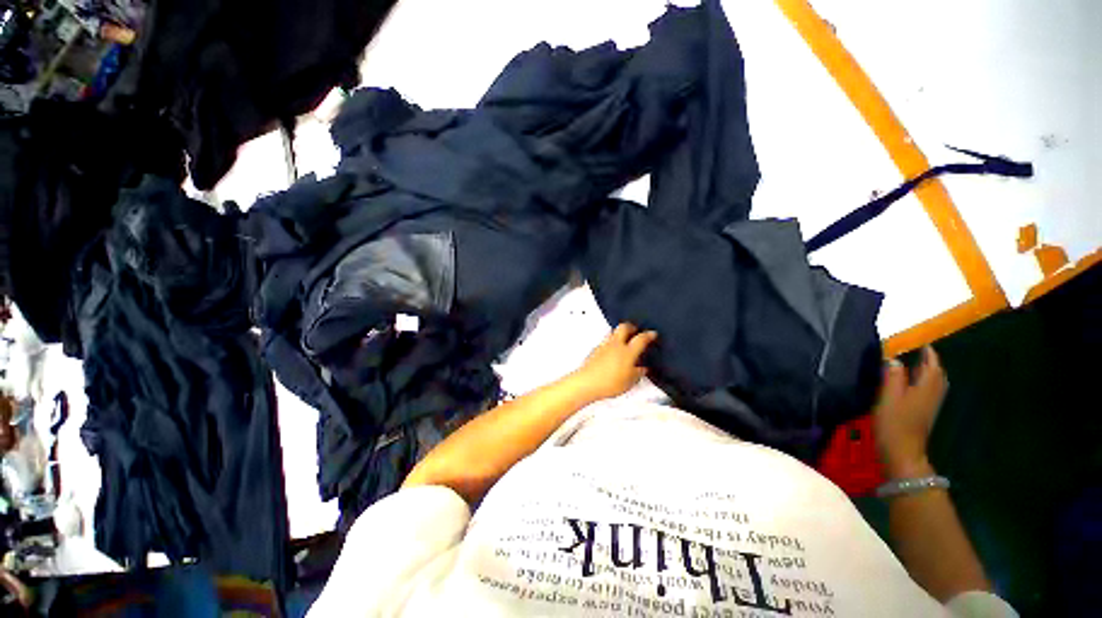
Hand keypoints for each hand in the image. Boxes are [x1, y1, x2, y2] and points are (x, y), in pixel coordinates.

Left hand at [570, 323, 657, 402]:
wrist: (588, 382)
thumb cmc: (609, 383)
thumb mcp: (630, 381)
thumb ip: (638, 373)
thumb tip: (643, 369)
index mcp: (628, 352)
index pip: (641, 338)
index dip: (649, 335)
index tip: (652, 334)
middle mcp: (616, 345)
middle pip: (624, 327)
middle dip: (631, 326)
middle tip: (635, 330)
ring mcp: (604, 345)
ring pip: (613, 332)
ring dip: (620, 332)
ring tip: (624, 339)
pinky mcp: (595, 349)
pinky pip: (605, 341)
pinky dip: (611, 342)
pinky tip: (612, 350)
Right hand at [872, 346, 948, 479]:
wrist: (902, 452)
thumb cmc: (894, 423)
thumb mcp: (889, 398)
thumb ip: (892, 377)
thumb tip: (894, 359)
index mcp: (925, 388)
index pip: (931, 366)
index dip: (928, 353)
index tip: (922, 343)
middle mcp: (932, 394)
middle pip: (936, 374)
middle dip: (930, 362)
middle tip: (918, 352)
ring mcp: (930, 405)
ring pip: (935, 383)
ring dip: (928, 372)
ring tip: (916, 364)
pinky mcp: (924, 412)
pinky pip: (929, 390)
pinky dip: (925, 382)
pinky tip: (913, 384)